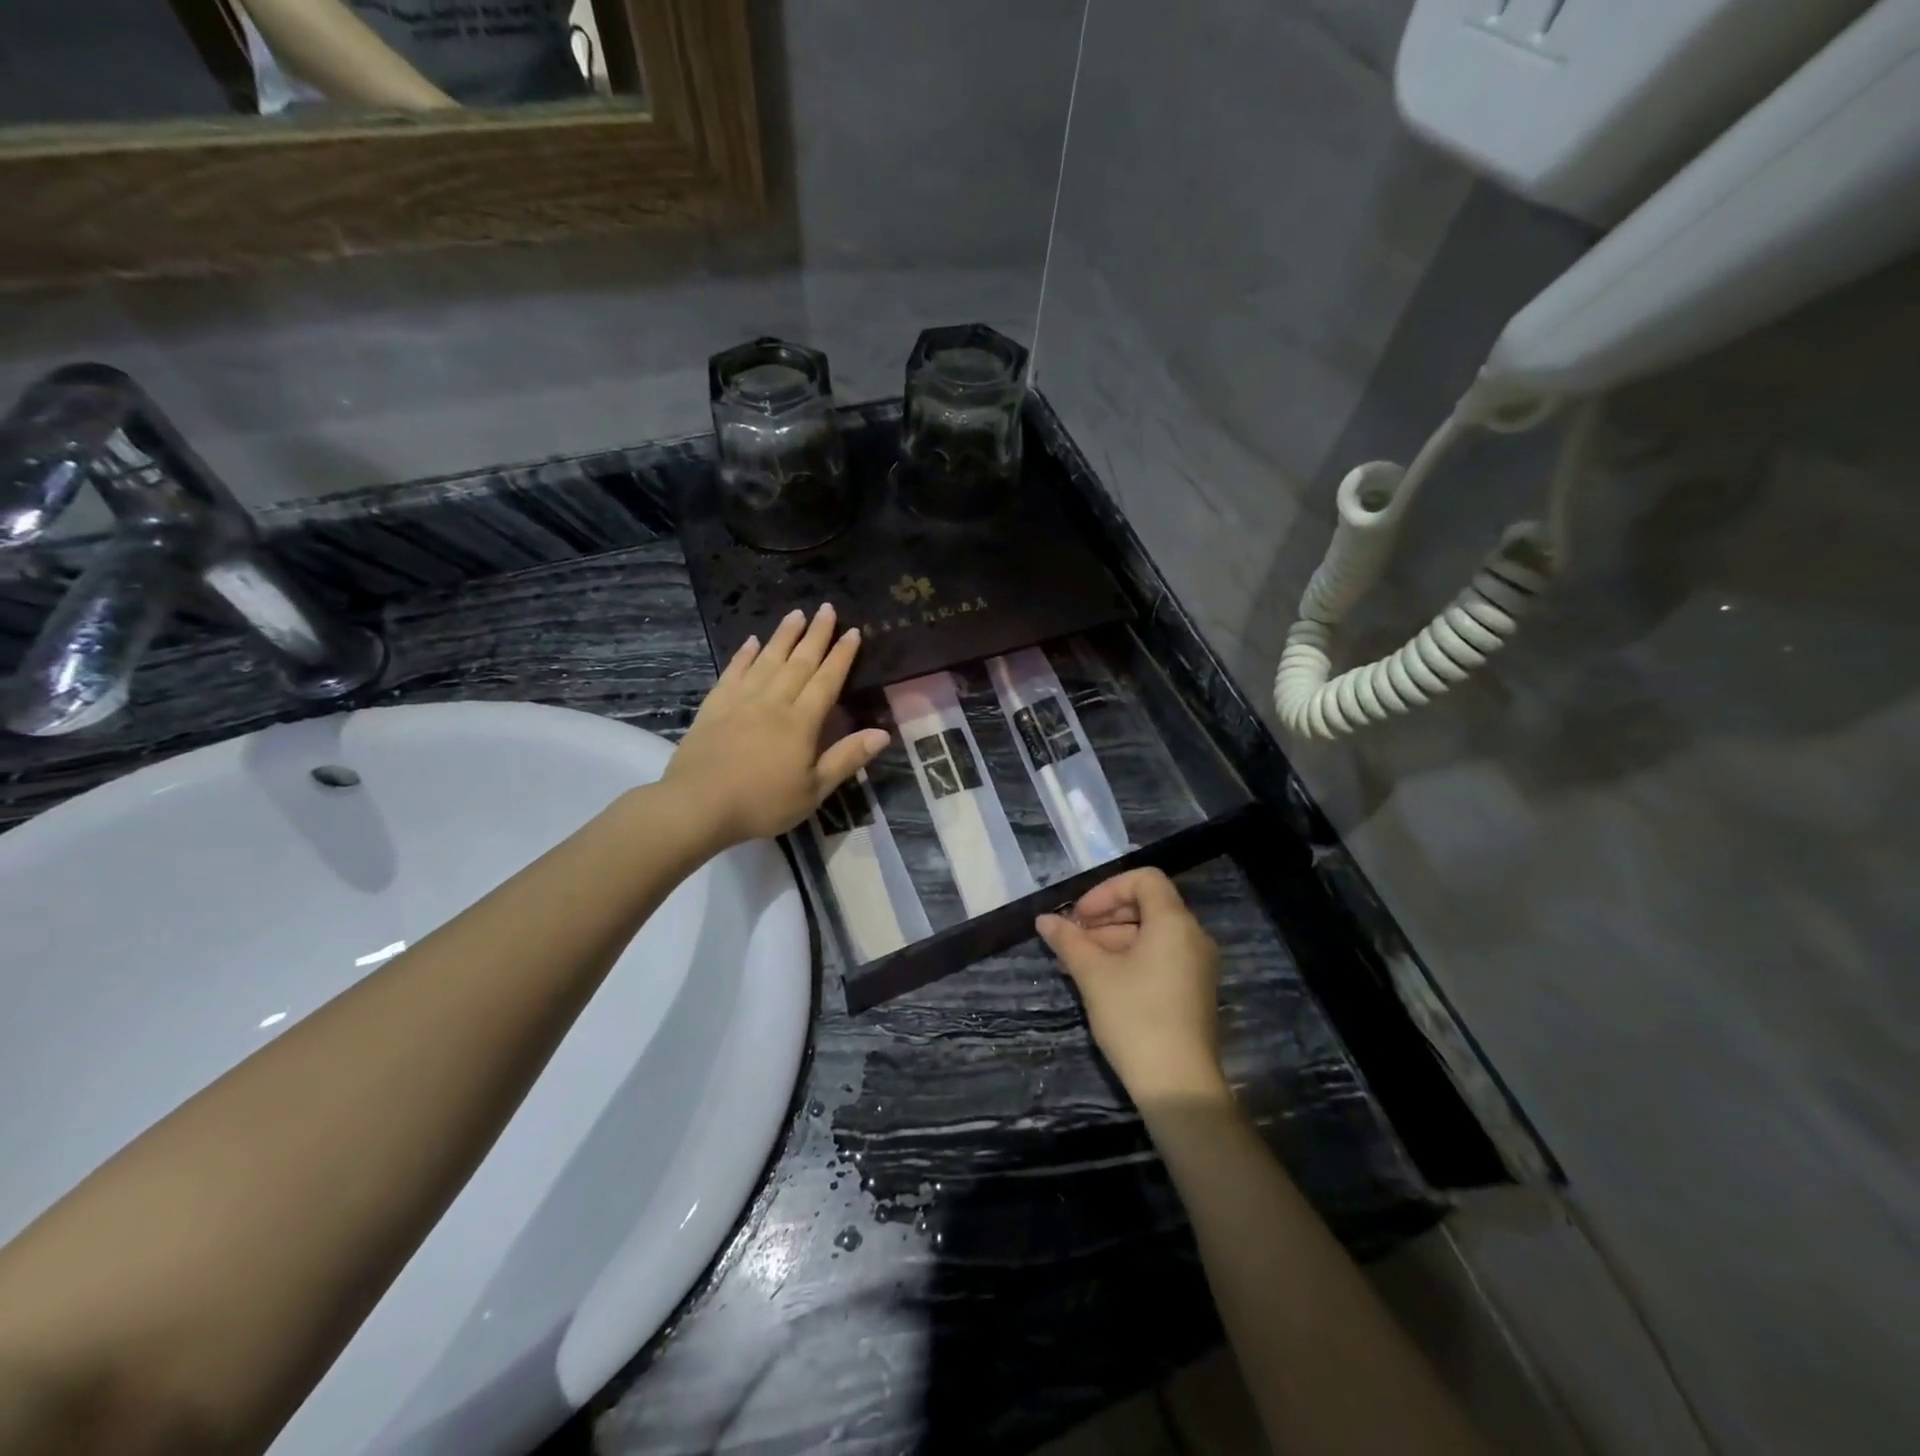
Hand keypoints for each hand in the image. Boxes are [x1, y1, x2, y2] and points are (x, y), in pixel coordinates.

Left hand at [663, 603, 889, 850]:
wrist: (698, 805)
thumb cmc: (762, 802)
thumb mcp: (814, 790)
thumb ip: (846, 758)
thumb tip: (882, 733)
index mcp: (801, 722)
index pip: (826, 681)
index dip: (841, 656)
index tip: (853, 631)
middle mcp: (773, 702)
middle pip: (799, 662)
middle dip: (816, 635)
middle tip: (827, 608)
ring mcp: (741, 701)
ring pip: (767, 660)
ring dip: (783, 636)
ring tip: (796, 614)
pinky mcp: (714, 706)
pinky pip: (733, 672)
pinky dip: (744, 655)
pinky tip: (752, 642)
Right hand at [1036, 868, 1227, 1100]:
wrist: (1178, 1085)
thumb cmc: (1135, 1017)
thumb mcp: (1093, 974)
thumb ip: (1068, 940)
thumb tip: (1044, 919)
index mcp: (1174, 922)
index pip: (1144, 879)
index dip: (1107, 890)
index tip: (1079, 916)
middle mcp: (1192, 936)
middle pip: (1146, 906)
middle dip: (1104, 917)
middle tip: (1071, 938)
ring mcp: (1195, 965)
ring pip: (1149, 934)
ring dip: (1110, 940)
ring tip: (1074, 962)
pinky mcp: (1192, 990)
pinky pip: (1158, 957)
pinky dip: (1128, 958)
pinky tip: (1098, 980)